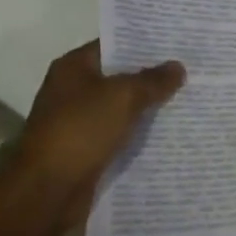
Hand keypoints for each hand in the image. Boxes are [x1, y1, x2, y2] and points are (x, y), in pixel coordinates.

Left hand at [13, 41, 184, 225]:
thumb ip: (152, 80)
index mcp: (73, 67)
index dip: (144, 44)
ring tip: (185, 99)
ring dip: (145, 107)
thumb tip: (178, 66)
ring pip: (119, 107)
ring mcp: (76, 121)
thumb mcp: (123, 97)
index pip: (114, 45)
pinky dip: (136, 134)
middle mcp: (71, 90)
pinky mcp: (83, 150)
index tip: (175, 44)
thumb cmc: (81, 130)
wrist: (47, 192)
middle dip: (150, 76)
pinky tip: (166, 133)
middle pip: (118, 76)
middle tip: (188, 70)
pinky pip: (116, 134)